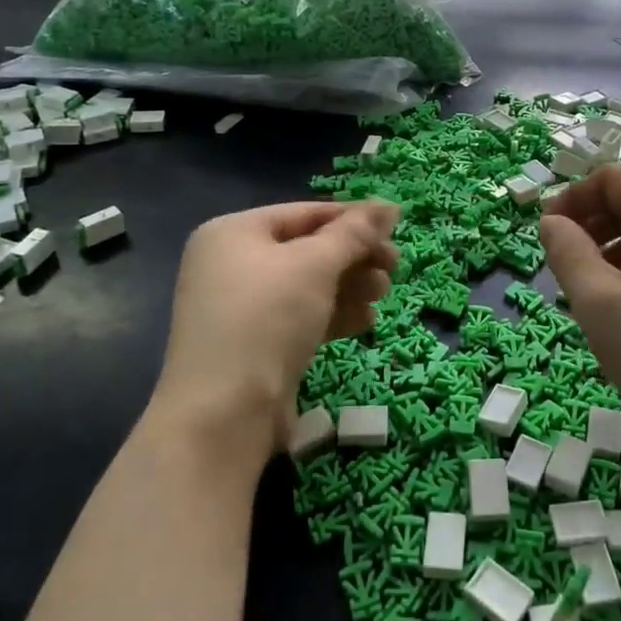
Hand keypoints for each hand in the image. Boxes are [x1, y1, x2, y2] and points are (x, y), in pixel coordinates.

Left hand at [156, 200, 398, 462]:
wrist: (224, 415)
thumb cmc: (267, 319)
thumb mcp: (315, 265)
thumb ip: (354, 233)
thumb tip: (389, 205)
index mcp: (234, 233)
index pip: (305, 213)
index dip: (353, 218)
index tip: (397, 225)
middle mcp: (232, 264)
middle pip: (309, 249)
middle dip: (355, 257)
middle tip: (395, 266)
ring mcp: (242, 308)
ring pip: (309, 285)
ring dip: (351, 286)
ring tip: (383, 294)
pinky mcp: (256, 344)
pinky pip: (302, 317)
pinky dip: (334, 314)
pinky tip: (367, 321)